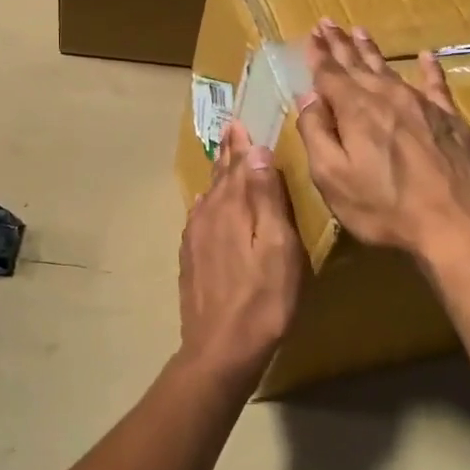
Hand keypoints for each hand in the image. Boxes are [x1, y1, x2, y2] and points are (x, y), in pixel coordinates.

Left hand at [178, 120, 304, 389]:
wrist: (221, 349)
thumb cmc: (263, 298)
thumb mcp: (279, 246)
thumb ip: (267, 198)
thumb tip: (256, 151)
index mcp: (232, 207)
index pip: (237, 164)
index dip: (240, 143)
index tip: (239, 121)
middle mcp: (208, 215)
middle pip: (220, 177)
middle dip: (228, 154)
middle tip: (230, 131)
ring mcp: (195, 238)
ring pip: (208, 197)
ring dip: (218, 177)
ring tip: (224, 162)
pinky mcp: (191, 259)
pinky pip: (199, 219)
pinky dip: (207, 204)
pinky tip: (207, 207)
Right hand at [295, 21, 469, 263]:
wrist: (457, 224)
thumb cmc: (385, 207)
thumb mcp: (333, 178)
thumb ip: (317, 134)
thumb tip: (309, 98)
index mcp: (356, 110)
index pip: (330, 74)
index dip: (317, 55)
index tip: (310, 35)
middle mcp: (388, 98)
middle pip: (358, 64)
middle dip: (340, 44)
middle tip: (327, 23)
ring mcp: (423, 106)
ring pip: (391, 69)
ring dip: (372, 50)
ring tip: (359, 31)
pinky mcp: (451, 120)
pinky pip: (436, 85)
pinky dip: (430, 69)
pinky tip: (426, 56)